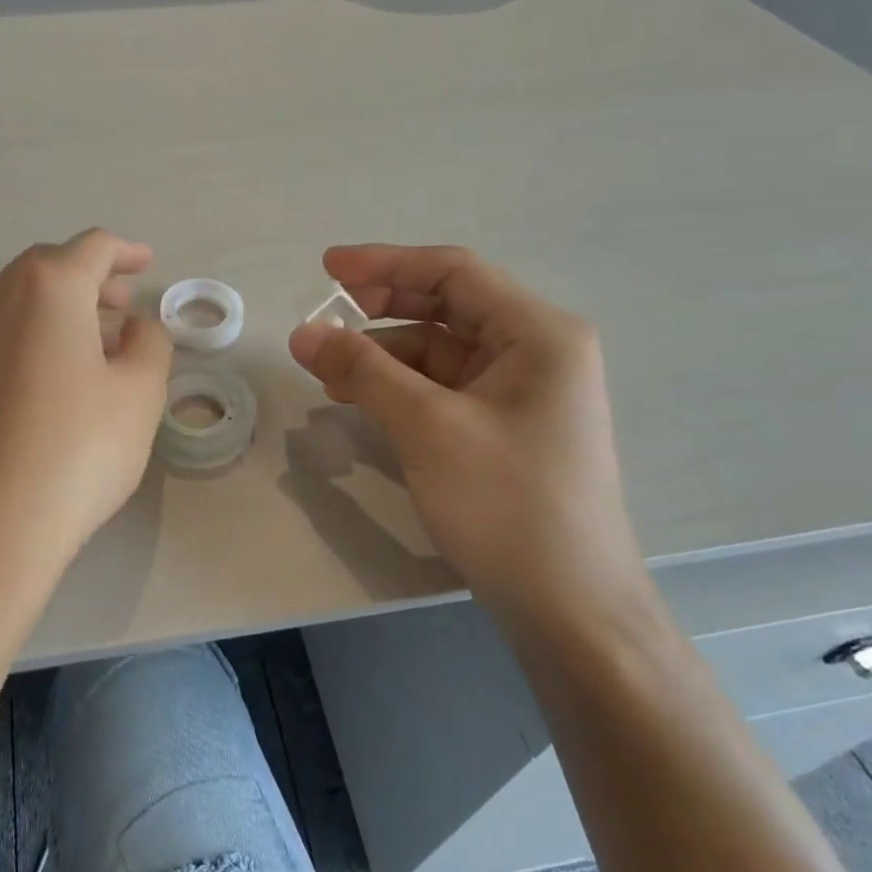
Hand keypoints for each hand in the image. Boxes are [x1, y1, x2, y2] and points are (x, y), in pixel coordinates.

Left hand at [0, 229, 171, 575]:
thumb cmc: (81, 446)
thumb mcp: (140, 391)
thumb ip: (149, 343)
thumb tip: (135, 326)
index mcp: (50, 287)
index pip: (92, 248)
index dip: (126, 251)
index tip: (147, 264)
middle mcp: (1, 297)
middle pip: (51, 267)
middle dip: (93, 277)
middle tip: (125, 303)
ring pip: (24, 298)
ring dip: (63, 305)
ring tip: (98, 338)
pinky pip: (5, 330)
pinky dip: (37, 331)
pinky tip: (59, 371)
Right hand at [289, 244, 646, 626]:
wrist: (569, 607)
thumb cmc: (506, 503)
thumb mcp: (427, 426)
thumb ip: (363, 370)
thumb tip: (302, 332)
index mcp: (538, 332)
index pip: (454, 273)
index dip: (385, 264)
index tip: (325, 268)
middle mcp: (537, 350)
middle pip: (447, 307)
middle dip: (381, 309)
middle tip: (322, 318)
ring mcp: (523, 392)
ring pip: (440, 351)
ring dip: (383, 355)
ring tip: (327, 372)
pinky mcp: (506, 427)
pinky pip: (444, 388)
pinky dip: (401, 388)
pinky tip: (361, 400)